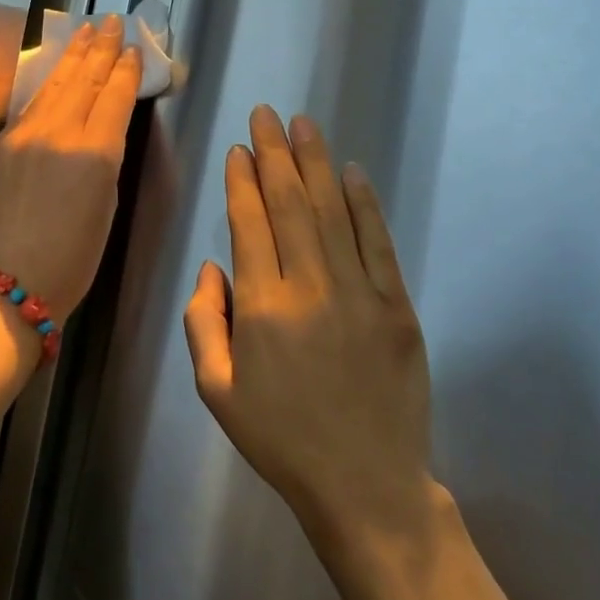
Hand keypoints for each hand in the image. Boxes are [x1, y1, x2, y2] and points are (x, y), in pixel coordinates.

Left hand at [0, 16, 141, 318]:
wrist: (6, 283)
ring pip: (52, 86)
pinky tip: (52, 74)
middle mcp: (58, 134)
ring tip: (85, 32)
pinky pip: (26, 110)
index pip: (114, 97)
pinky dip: (44, 89)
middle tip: (111, 22)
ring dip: (71, 57)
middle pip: (83, 80)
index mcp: (96, 154)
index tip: (133, 49)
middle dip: (100, 48)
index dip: (125, 70)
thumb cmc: (72, 260)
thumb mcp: (107, 206)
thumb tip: (100, 129)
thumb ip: (105, 159)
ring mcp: (21, 136)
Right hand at [184, 107, 436, 548]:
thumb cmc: (281, 439)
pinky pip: (377, 242)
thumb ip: (203, 322)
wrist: (366, 485)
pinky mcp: (397, 307)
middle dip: (275, 154)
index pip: (249, 224)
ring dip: (316, 164)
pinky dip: (364, 204)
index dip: (242, 182)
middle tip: (267, 115)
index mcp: (262, 308)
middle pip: (290, 204)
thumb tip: (213, 267)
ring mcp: (360, 294)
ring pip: (332, 212)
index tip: (239, 149)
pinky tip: (351, 173)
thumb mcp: (217, 390)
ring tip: (303, 125)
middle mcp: (310, 288)